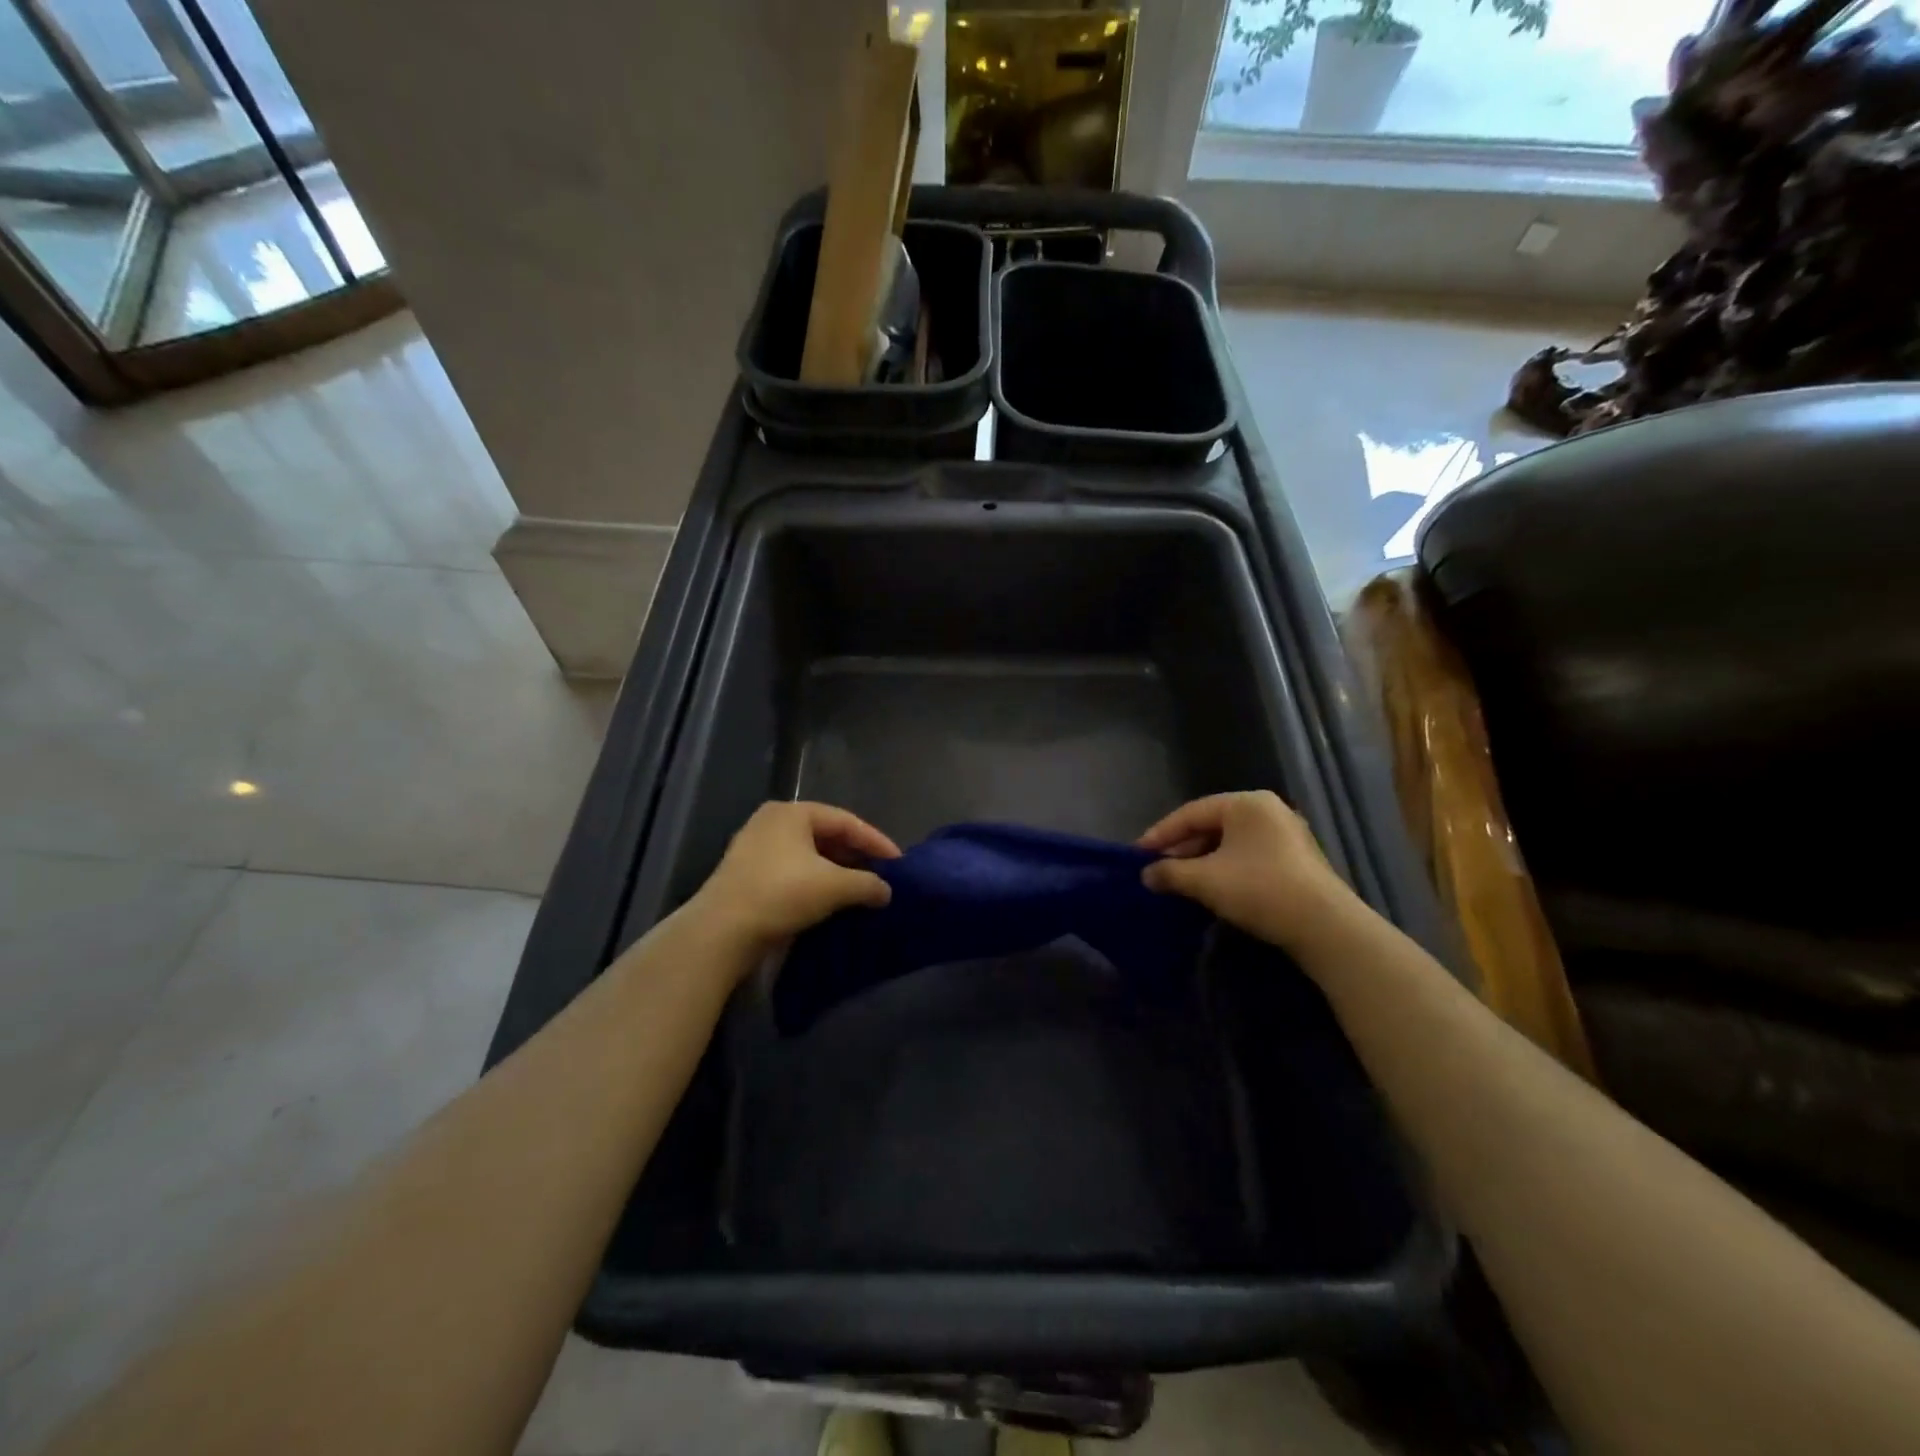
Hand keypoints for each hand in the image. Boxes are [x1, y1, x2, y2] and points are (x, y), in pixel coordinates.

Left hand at [690, 801, 900, 954]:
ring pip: (808, 855)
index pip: (846, 821)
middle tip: (880, 874)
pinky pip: (791, 871)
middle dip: (855, 856)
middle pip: (826, 835)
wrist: (721, 932)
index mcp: (792, 812)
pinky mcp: (746, 875)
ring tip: (859, 890)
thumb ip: (867, 884)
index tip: (898, 862)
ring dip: (835, 872)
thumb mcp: (834, 886)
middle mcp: (772, 822)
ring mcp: (754, 848)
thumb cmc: (782, 894)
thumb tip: (886, 891)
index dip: (876, 841)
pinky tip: (829, 901)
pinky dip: (814, 882)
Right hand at [1137, 791, 1357, 955]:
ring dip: (1201, 861)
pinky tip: (1212, 889)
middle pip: (1211, 825)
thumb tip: (1146, 875)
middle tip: (1157, 869)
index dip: (1160, 834)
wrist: (1325, 927)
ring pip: (1230, 843)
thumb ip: (1170, 872)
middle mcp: (1268, 810)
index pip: (1191, 813)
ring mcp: (1286, 834)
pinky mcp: (1296, 860)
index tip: (1137, 854)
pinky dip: (1225, 869)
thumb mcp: (1205, 880)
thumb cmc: (1260, 889)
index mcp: (1246, 803)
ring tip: (1180, 882)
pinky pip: (1248, 856)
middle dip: (1181, 849)